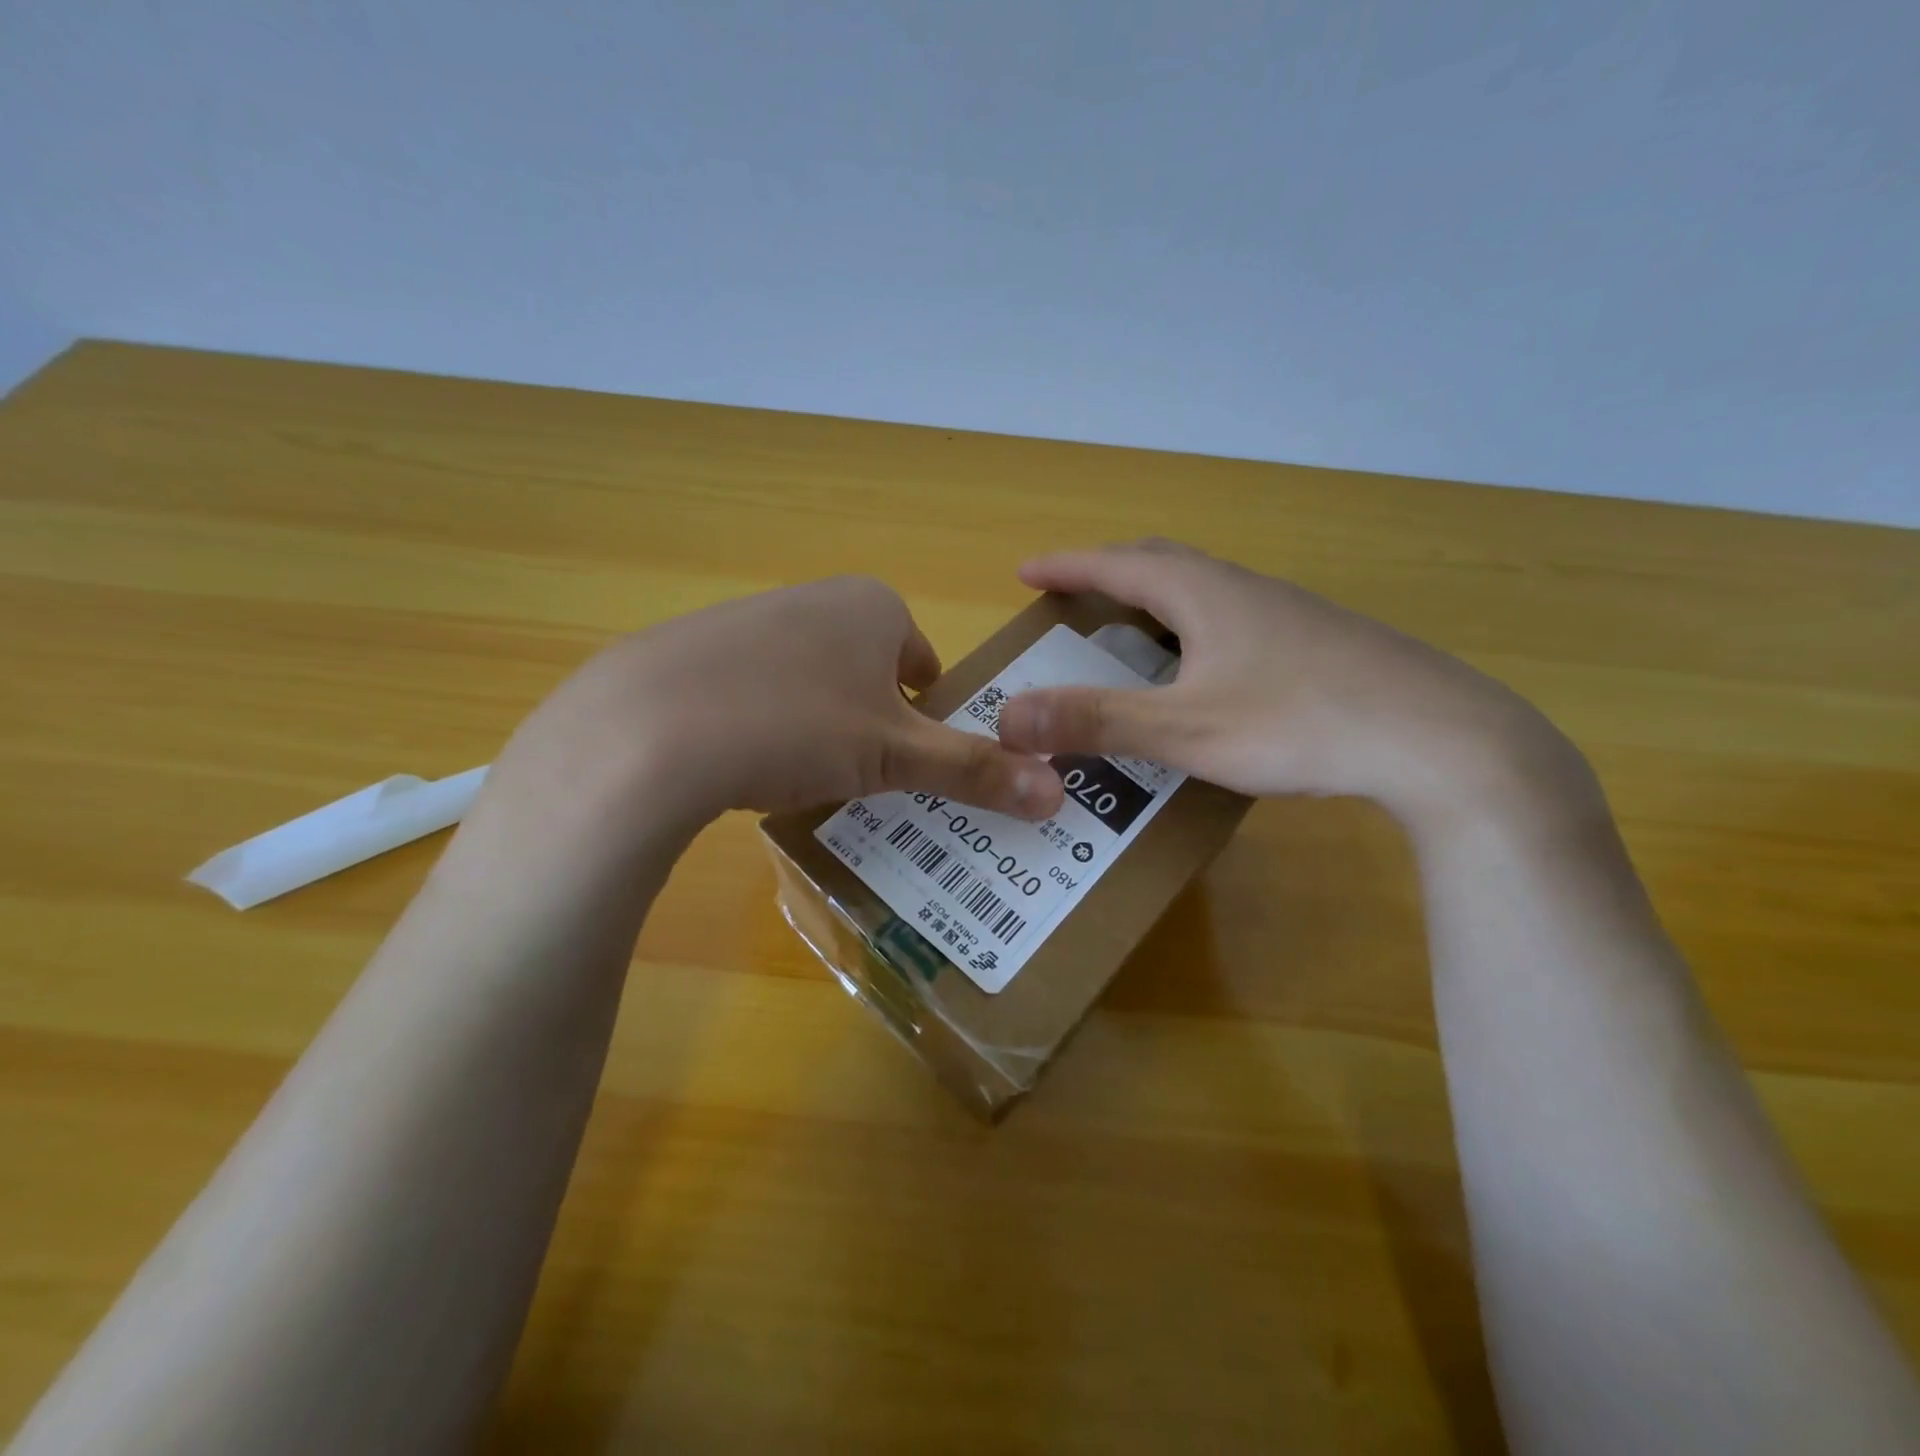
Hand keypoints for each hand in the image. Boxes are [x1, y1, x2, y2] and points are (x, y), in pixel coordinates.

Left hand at [485, 576, 1063, 842]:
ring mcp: (749, 617)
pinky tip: (739, 762)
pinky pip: (752, 689)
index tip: (907, 763)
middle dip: (871, 724)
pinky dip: (760, 724)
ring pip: (810, 680)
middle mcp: (815, 597)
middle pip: (867, 671)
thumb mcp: (895, 756)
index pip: (923, 663)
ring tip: (798, 775)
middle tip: (859, 778)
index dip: (923, 718)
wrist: (648, 728)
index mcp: (873, 605)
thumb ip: (975, 770)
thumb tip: (1059, 794)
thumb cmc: (797, 726)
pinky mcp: (694, 648)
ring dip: (818, 726)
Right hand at [996, 540, 1598, 834]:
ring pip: (1204, 591)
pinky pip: (1235, 619)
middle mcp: (1245, 590)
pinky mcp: (1320, 643)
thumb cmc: (1300, 725)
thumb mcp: (1185, 730)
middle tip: (1073, 594)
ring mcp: (1289, 614)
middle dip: (1108, 572)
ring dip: (1155, 599)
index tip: (1025, 570)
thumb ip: (1096, 721)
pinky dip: (1195, 629)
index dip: (1067, 566)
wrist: (1442, 741)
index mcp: (1206, 596)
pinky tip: (1206, 670)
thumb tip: (1009, 717)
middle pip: (1163, 563)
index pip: (1118, 564)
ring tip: (1129, 631)